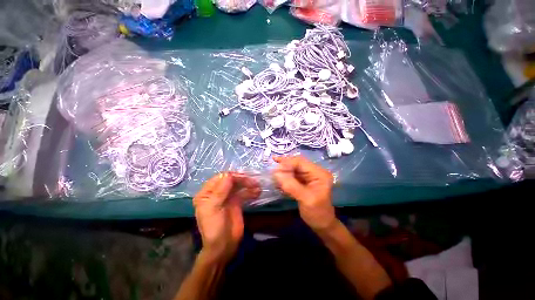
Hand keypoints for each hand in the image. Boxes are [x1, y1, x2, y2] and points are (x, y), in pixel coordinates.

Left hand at [193, 172, 260, 261]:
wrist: (224, 246)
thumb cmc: (214, 227)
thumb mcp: (214, 208)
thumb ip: (220, 191)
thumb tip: (229, 174)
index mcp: (207, 193)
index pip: (220, 178)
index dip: (232, 176)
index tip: (244, 177)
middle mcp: (217, 193)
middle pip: (231, 181)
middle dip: (242, 180)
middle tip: (254, 182)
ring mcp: (227, 197)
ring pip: (238, 186)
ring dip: (248, 184)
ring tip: (258, 186)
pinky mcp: (236, 202)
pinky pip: (244, 193)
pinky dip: (251, 191)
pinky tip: (258, 192)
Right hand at [272, 156, 335, 231]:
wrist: (321, 224)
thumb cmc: (317, 213)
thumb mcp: (306, 199)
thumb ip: (291, 186)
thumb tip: (276, 174)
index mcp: (319, 173)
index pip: (300, 162)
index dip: (287, 163)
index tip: (275, 170)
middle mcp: (314, 171)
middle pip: (296, 163)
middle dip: (284, 166)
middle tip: (272, 170)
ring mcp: (308, 176)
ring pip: (293, 169)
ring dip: (283, 171)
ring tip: (273, 175)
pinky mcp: (303, 181)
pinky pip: (292, 175)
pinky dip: (284, 177)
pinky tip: (277, 180)